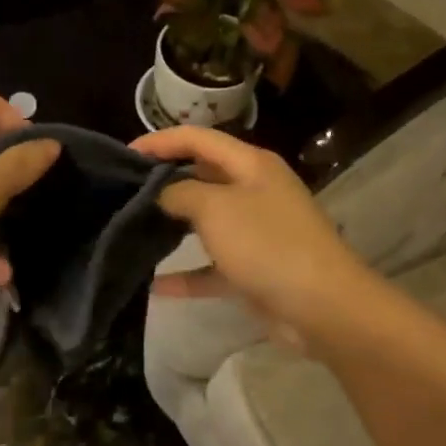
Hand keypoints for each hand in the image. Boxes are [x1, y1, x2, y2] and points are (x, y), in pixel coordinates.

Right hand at [132, 126, 373, 347]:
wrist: (322, 306)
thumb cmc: (267, 244)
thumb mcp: (216, 208)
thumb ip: (181, 193)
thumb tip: (162, 193)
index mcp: (251, 165)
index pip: (198, 139)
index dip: (160, 141)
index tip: (124, 154)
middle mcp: (255, 192)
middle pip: (202, 177)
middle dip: (164, 182)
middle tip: (123, 193)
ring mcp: (256, 232)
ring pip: (206, 222)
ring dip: (173, 227)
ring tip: (133, 230)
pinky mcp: (253, 270)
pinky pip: (212, 267)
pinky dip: (186, 274)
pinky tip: (154, 285)